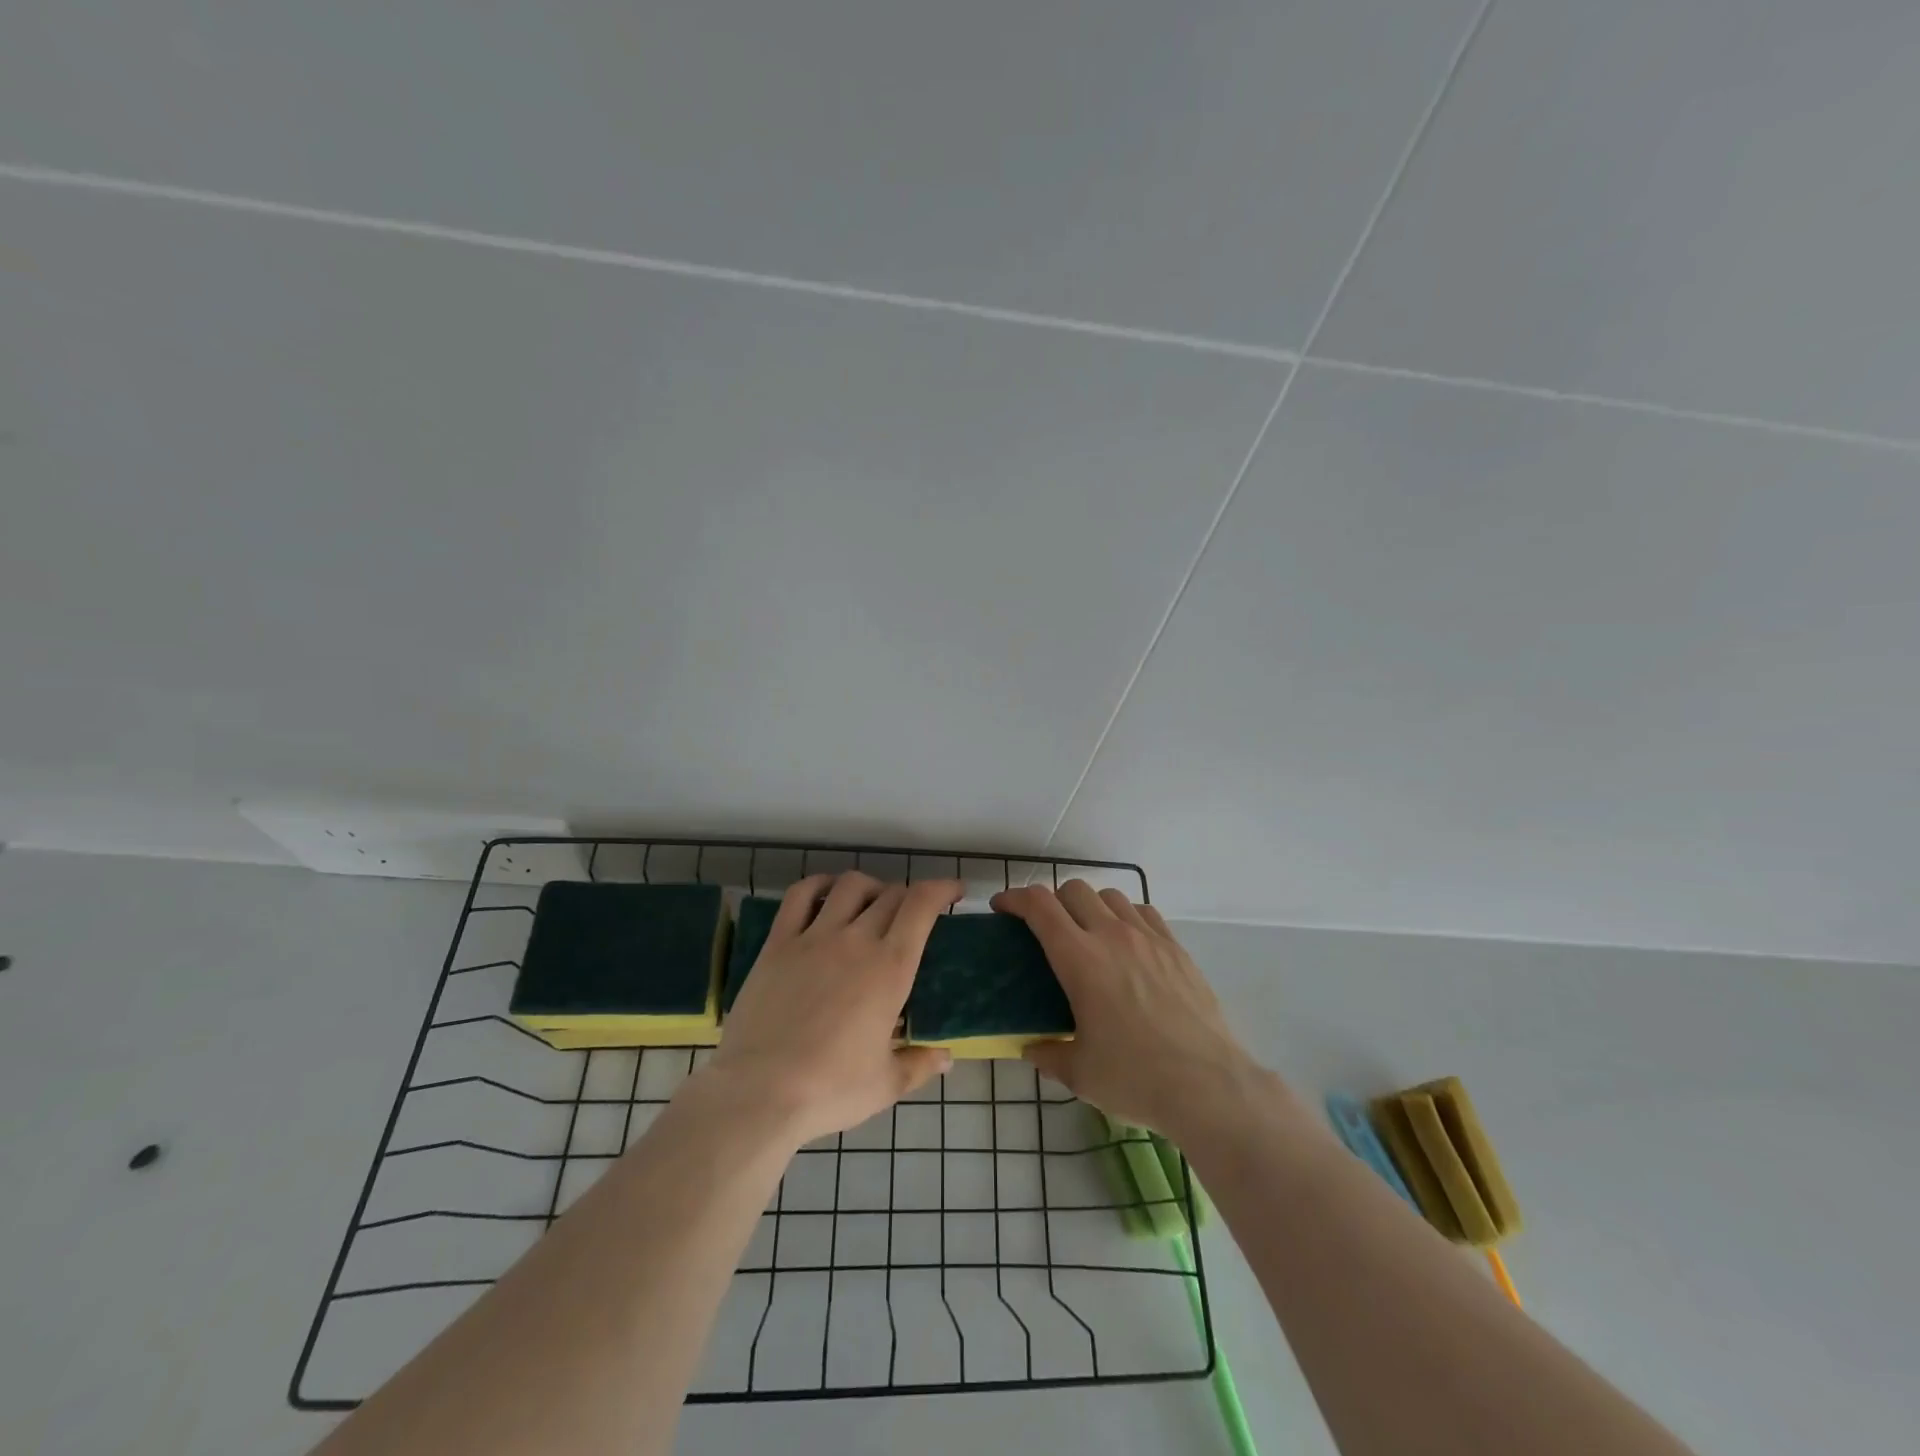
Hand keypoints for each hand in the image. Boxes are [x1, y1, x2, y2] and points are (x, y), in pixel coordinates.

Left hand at [707, 872, 959, 1146]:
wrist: (759, 1092)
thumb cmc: (830, 1089)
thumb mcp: (886, 1085)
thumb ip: (920, 1065)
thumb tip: (947, 1058)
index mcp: (891, 968)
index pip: (922, 905)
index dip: (942, 888)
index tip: (955, 892)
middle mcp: (856, 940)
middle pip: (891, 894)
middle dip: (909, 896)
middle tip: (912, 915)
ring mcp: (814, 937)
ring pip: (849, 886)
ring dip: (870, 887)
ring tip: (872, 903)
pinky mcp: (778, 943)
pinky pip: (800, 896)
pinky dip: (819, 884)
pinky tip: (826, 894)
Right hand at [992, 881, 1261, 1137]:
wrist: (1209, 1085)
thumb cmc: (1135, 1078)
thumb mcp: (1079, 1074)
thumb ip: (1048, 1054)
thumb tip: (1031, 1048)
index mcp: (1080, 959)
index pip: (1039, 906)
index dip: (1014, 898)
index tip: (1002, 908)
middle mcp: (1112, 936)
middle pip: (1073, 890)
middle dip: (1051, 900)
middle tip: (1045, 928)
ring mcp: (1149, 938)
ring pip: (1110, 896)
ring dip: (1090, 905)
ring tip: (1088, 933)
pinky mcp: (1176, 949)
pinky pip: (1145, 912)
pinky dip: (1126, 916)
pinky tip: (1128, 942)